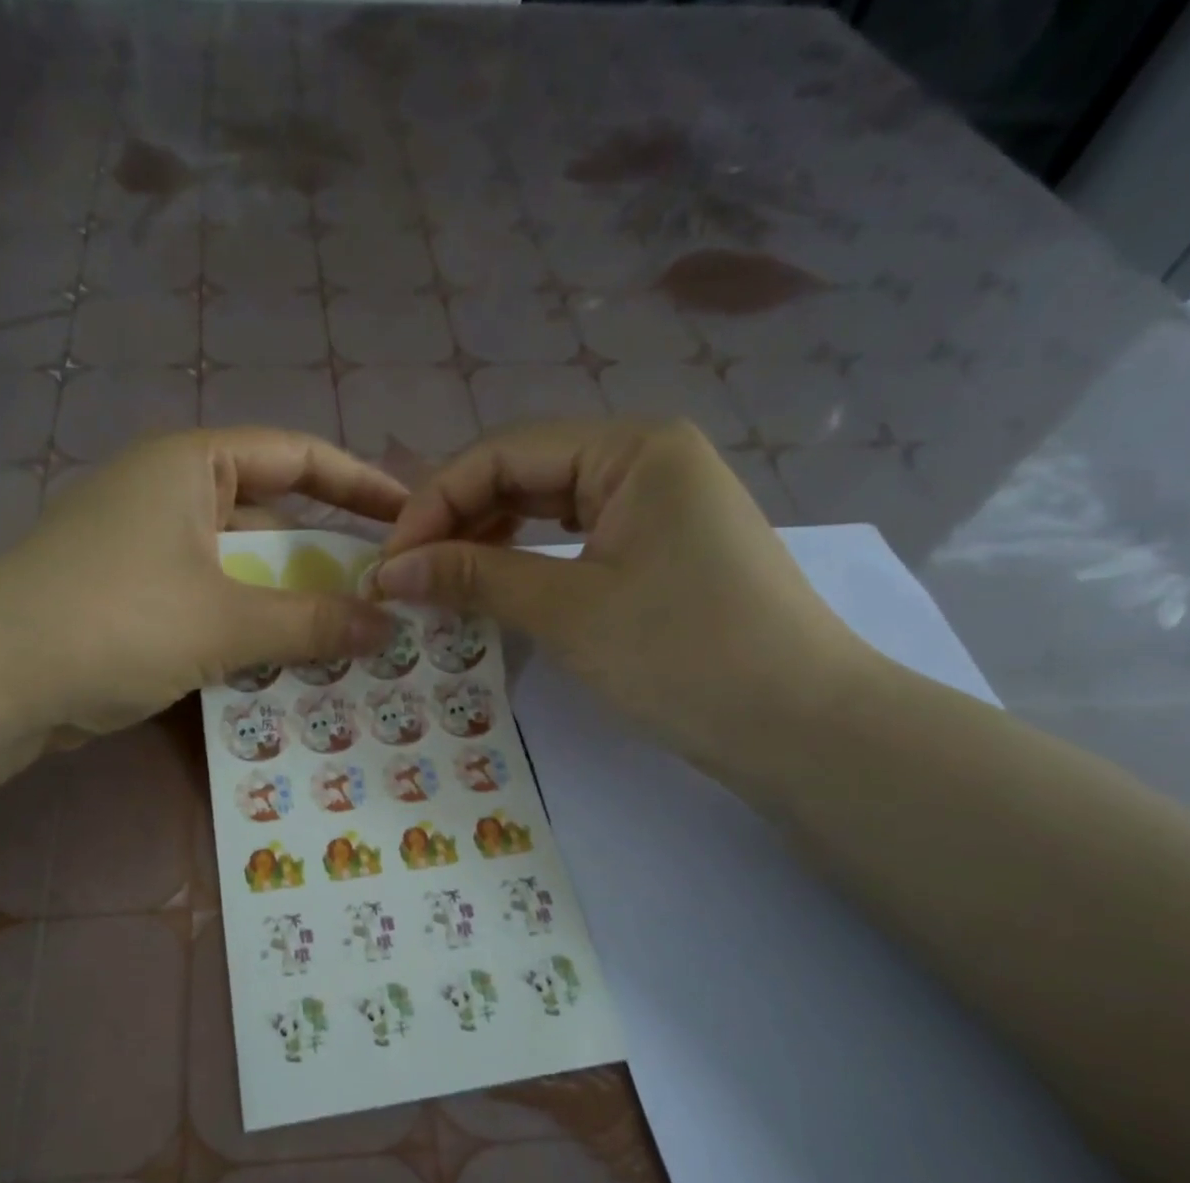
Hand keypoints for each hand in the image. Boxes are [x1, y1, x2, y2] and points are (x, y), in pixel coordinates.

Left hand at [0, 428, 401, 737]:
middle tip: (385, 600)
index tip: (411, 516)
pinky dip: (249, 629)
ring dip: (289, 605)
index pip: (299, 456)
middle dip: (327, 559)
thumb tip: (388, 626)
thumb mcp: (226, 622)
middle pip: (272, 517)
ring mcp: (147, 548)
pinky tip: (285, 664)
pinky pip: (212, 603)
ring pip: (242, 570)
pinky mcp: (134, 598)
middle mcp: (170, 494)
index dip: (361, 484)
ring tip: (348, 641)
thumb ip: (313, 622)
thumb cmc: (115, 623)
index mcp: (190, 465)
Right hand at [371, 419, 867, 778]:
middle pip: (525, 473)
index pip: (504, 453)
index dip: (434, 504)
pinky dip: (528, 560)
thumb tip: (390, 569)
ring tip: (438, 580)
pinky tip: (495, 584)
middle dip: (457, 520)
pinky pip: (576, 539)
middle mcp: (647, 459)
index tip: (388, 562)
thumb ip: (475, 577)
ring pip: (548, 507)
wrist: (801, 727)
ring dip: (488, 540)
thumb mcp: (569, 611)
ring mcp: (659, 505)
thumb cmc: (684, 656)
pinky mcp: (662, 549)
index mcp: (633, 447)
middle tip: (405, 574)